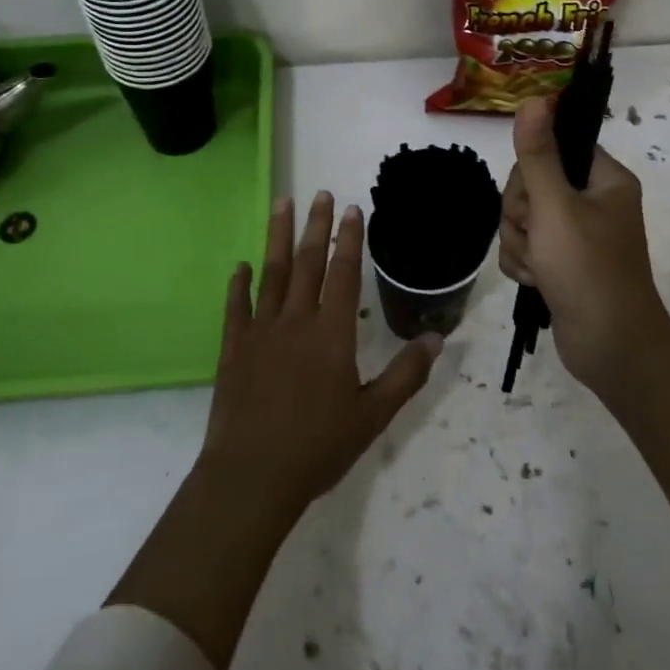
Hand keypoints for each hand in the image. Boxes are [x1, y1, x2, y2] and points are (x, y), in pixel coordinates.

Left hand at [199, 191, 442, 519]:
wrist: (252, 476)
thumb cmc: (318, 447)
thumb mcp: (373, 415)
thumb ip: (406, 374)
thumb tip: (436, 337)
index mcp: (332, 334)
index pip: (344, 274)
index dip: (349, 240)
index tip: (352, 210)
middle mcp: (296, 321)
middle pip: (308, 262)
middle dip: (316, 226)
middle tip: (320, 193)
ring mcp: (261, 331)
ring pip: (272, 273)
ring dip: (277, 236)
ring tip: (281, 203)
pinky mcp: (233, 347)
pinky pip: (236, 306)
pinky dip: (239, 283)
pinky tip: (240, 265)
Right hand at [499, 97, 669, 397]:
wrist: (611, 349)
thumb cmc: (588, 271)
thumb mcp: (556, 208)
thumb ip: (538, 154)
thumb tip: (534, 98)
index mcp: (604, 179)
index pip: (554, 148)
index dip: (532, 171)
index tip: (533, 197)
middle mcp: (593, 201)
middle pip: (531, 184)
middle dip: (521, 214)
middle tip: (536, 237)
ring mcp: (577, 233)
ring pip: (523, 217)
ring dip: (520, 243)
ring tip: (539, 268)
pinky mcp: (563, 261)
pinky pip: (526, 245)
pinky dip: (524, 262)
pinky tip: (535, 282)